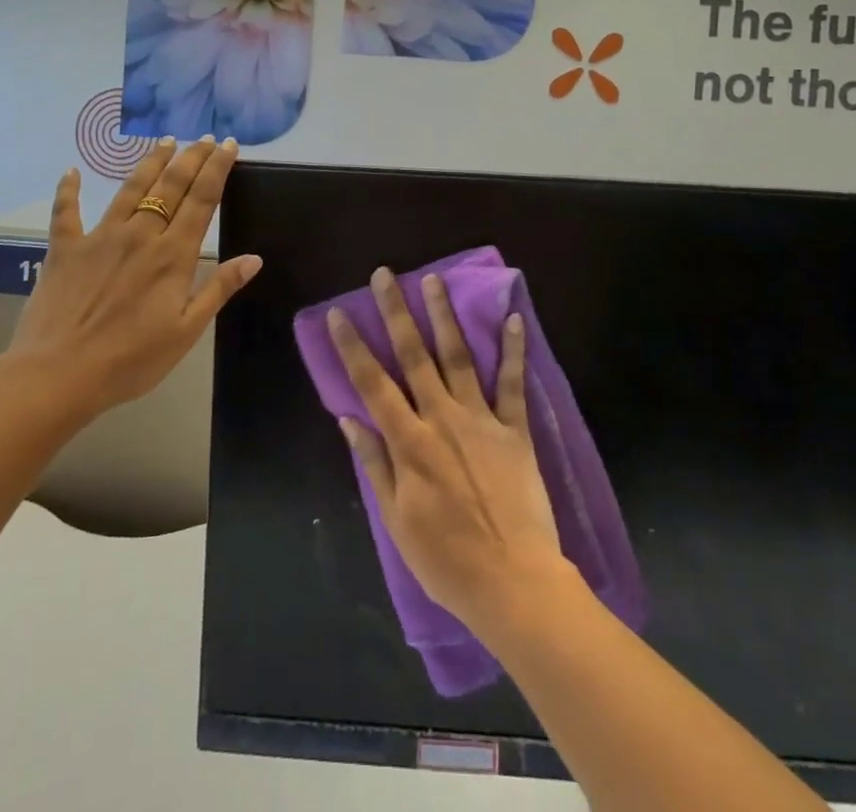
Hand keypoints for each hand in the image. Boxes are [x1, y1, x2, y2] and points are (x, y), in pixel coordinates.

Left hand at [0, 137, 261, 424]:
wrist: (57, 375)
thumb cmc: (130, 359)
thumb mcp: (186, 331)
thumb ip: (218, 289)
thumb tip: (254, 258)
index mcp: (173, 255)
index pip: (202, 200)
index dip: (217, 169)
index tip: (228, 145)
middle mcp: (140, 235)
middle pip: (170, 186)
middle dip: (191, 158)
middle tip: (204, 138)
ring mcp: (99, 238)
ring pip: (130, 189)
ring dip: (150, 163)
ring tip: (164, 141)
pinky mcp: (64, 249)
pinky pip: (66, 213)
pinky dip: (68, 190)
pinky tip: (70, 171)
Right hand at [330, 268, 568, 634]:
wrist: (513, 582)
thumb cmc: (446, 559)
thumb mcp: (396, 520)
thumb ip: (374, 463)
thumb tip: (349, 418)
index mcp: (409, 442)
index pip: (373, 383)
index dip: (353, 347)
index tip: (341, 314)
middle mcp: (442, 418)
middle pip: (414, 356)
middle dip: (396, 312)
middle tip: (385, 275)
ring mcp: (481, 420)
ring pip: (458, 357)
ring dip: (444, 316)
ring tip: (434, 279)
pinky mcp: (514, 430)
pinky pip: (513, 383)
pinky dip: (513, 350)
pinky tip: (512, 318)